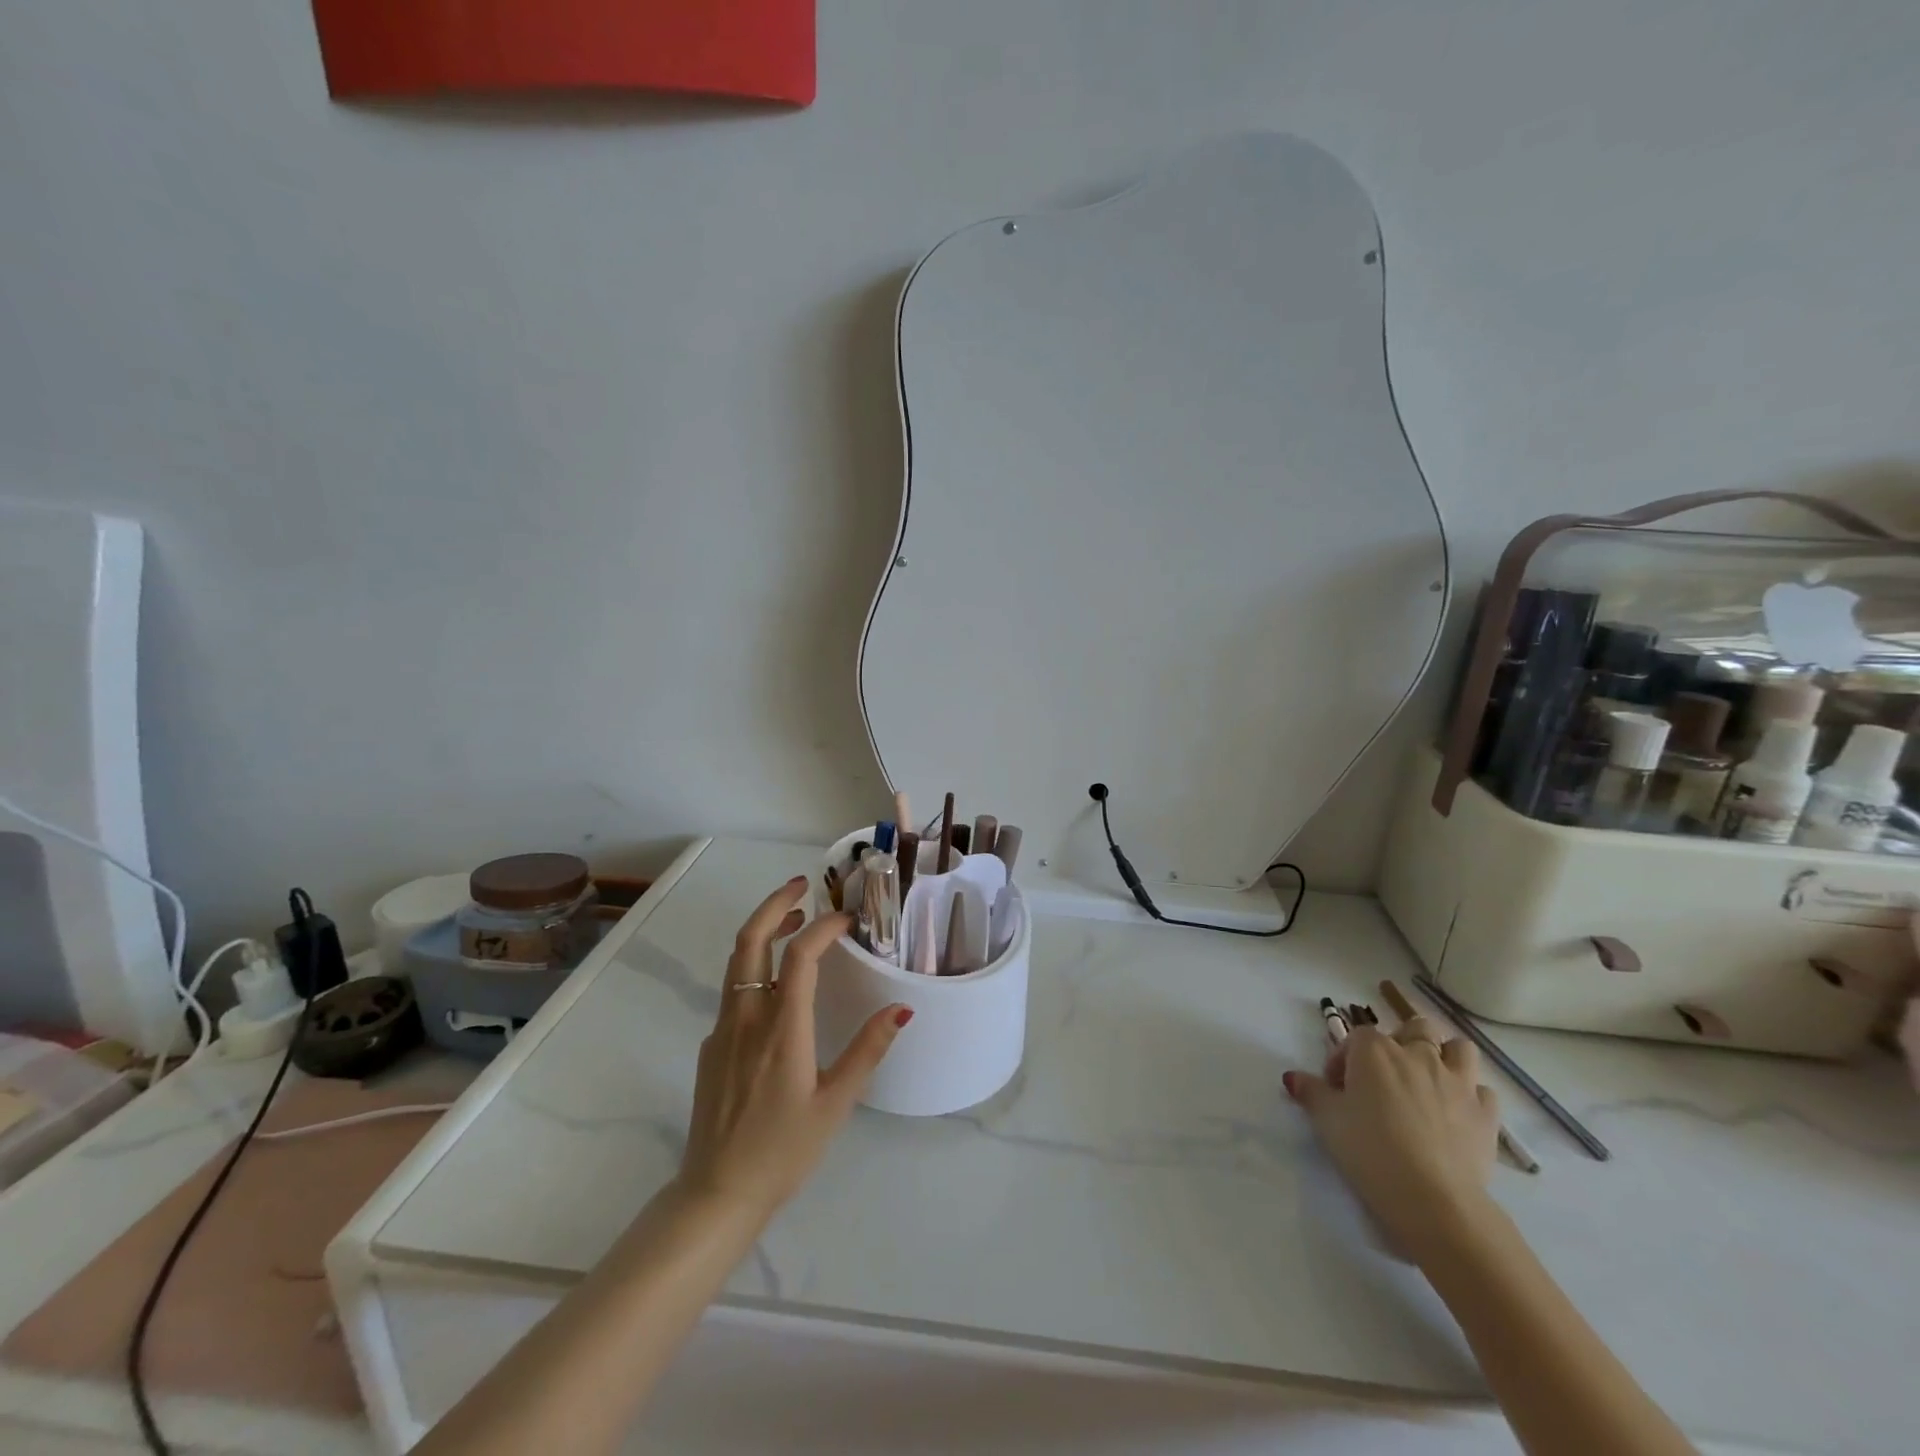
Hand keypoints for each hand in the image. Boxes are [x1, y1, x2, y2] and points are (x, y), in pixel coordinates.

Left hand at [677, 877, 910, 1221]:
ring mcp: (723, 1030)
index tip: (848, 919)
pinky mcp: (713, 1046)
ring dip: (765, 931)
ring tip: (796, 921)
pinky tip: (779, 985)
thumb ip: (867, 1051)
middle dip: (775, 904)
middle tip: (802, 885)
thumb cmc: (783, 1151)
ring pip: (737, 962)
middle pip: (751, 941)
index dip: (824, 928)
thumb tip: (901, 1007)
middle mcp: (746, 1018)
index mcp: (781, 1029)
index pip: (799, 956)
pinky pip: (733, 990)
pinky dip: (756, 965)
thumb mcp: (836, 1104)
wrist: (716, 1194)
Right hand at [1283, 1016, 1500, 1261]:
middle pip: (1414, 1028)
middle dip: (1402, 1042)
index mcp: (1374, 1050)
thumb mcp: (1326, 1120)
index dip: (1344, 1059)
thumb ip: (1310, 1092)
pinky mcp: (1486, 1113)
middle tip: (1388, 1074)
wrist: (1432, 1198)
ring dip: (1445, 1057)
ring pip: (1459, 1048)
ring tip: (1430, 1082)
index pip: (1355, 1037)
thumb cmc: (1369, 1150)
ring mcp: (1458, 1082)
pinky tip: (1458, 1114)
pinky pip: (1483, 1090)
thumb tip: (1292, 1077)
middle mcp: (1417, 1054)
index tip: (1338, 1088)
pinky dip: (1471, 1096)